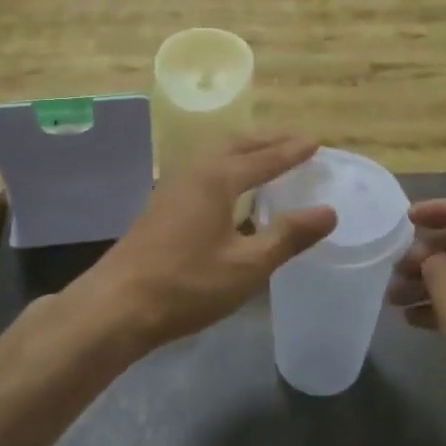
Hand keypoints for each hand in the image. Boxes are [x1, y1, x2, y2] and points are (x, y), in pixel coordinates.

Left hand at [84, 135, 335, 351]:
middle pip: (237, 144)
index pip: (264, 158)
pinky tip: (231, 187)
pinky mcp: (162, 204)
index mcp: (217, 178)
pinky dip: (227, 165)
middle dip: (268, 140)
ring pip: (216, 155)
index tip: (315, 142)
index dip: (291, 151)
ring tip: (267, 155)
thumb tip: (329, 211)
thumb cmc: (187, 284)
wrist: (117, 304)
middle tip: (296, 140)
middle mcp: (195, 171)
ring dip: (245, 150)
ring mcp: (173, 186)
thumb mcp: (247, 266)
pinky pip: (204, 169)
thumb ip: (288, 236)